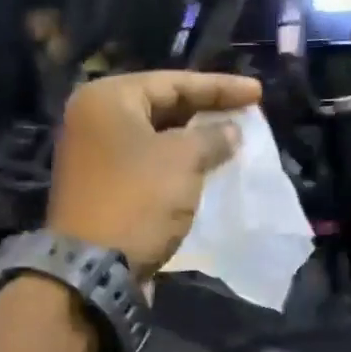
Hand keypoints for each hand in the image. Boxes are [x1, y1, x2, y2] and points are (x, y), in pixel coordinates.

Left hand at [49, 71, 263, 278]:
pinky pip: (145, 167)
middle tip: (244, 116)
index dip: (220, 88)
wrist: (93, 269)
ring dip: (191, 143)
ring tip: (229, 143)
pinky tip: (202, 172)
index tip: (258, 93)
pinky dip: (174, 168)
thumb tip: (230, 131)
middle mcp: (93, 121)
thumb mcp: (183, 161)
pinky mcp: (100, 190)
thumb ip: (211, 137)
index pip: (173, 82)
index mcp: (106, 99)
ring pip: (153, 140)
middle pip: (160, 108)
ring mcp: (93, 158)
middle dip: (204, 113)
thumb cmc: (138, 200)